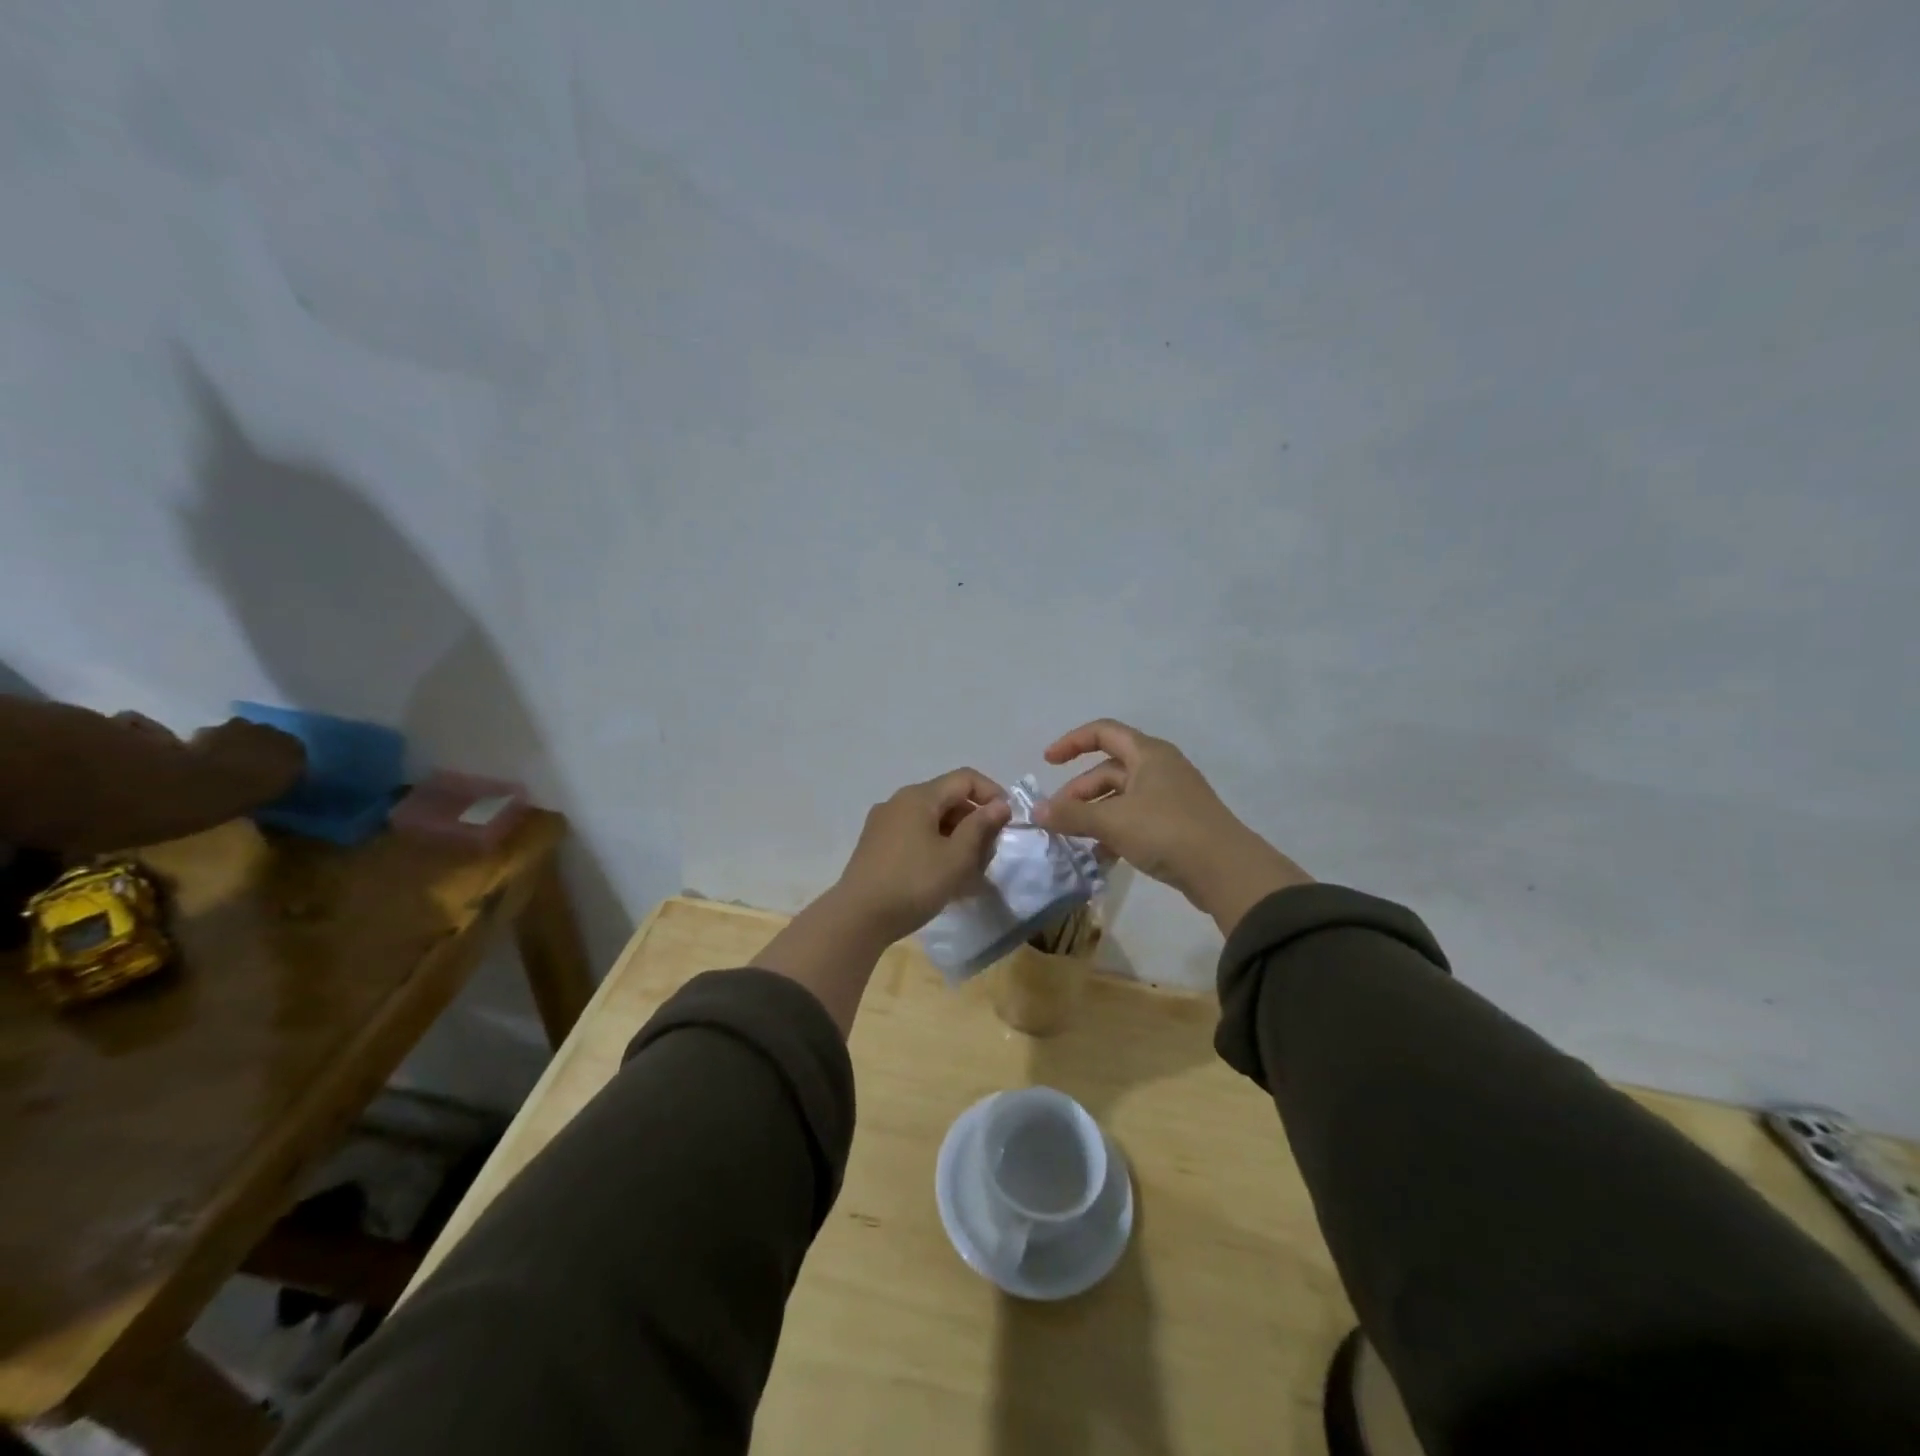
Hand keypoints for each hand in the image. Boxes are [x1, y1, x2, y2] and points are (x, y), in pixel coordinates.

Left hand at [834, 768, 1012, 944]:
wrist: (857, 919)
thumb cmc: (913, 884)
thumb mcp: (956, 857)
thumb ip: (981, 827)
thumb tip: (1000, 804)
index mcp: (919, 797)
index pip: (965, 779)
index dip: (992, 794)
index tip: (1008, 822)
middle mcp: (899, 802)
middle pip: (948, 799)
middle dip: (975, 821)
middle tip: (991, 853)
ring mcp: (884, 824)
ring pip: (932, 820)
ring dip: (958, 838)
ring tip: (972, 871)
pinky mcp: (877, 846)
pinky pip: (916, 836)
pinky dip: (937, 848)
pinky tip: (945, 876)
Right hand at [1033, 719, 1309, 934]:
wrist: (1226, 871)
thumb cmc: (1166, 831)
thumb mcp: (1112, 821)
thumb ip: (1071, 814)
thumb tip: (1036, 810)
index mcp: (1148, 754)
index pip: (1102, 732)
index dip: (1071, 742)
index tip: (1047, 762)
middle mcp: (1159, 768)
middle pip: (1108, 769)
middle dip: (1078, 792)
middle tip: (1057, 818)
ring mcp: (1169, 797)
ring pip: (1120, 797)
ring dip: (1094, 815)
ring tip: (1074, 841)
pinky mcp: (1176, 824)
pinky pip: (1135, 819)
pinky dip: (1114, 832)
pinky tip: (1101, 857)